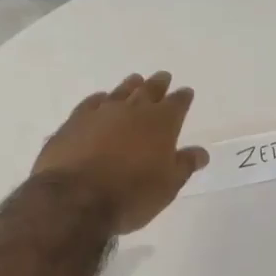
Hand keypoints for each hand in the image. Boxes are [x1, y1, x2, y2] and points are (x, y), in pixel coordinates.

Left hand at [32, 71, 209, 232]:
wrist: (75, 198)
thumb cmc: (131, 195)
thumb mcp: (167, 186)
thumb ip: (184, 165)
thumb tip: (201, 152)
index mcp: (161, 123)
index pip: (177, 103)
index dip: (183, 98)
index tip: (186, 92)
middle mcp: (133, 110)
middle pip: (149, 90)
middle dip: (159, 83)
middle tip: (163, 76)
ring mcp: (101, 112)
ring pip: (120, 91)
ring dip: (130, 85)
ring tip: (135, 80)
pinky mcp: (75, 121)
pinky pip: (91, 103)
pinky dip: (99, 99)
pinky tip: (100, 99)